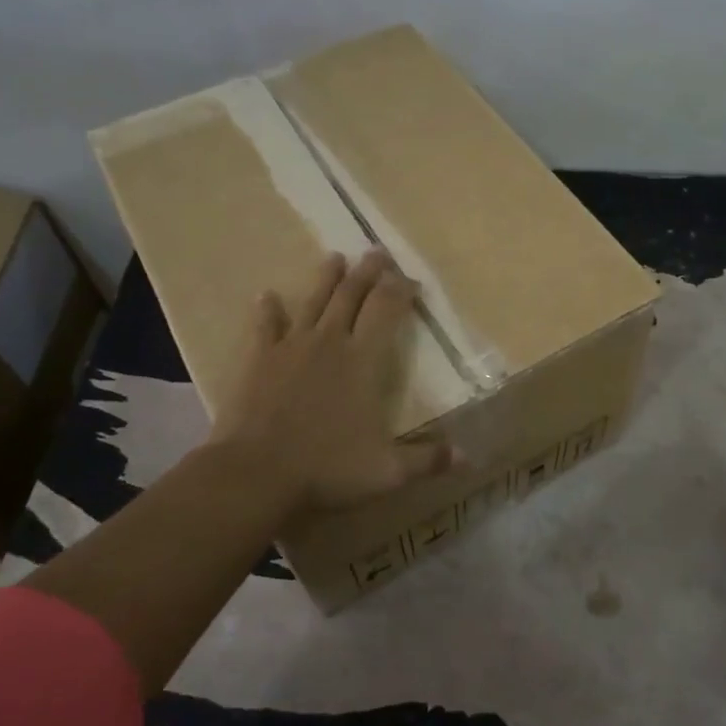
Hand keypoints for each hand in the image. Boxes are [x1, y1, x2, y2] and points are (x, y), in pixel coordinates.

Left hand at [210, 249, 452, 511]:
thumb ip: (427, 459)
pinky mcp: (259, 359)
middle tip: (377, 252)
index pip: (387, 311)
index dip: (401, 291)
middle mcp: (330, 342)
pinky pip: (265, 326)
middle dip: (368, 272)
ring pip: (313, 301)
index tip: (411, 280)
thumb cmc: (327, 468)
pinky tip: (266, 295)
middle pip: (352, 296)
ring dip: (326, 278)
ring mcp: (291, 347)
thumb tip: (468, 456)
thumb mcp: (387, 470)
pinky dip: (267, 310)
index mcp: (364, 360)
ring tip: (335, 258)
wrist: (256, 473)